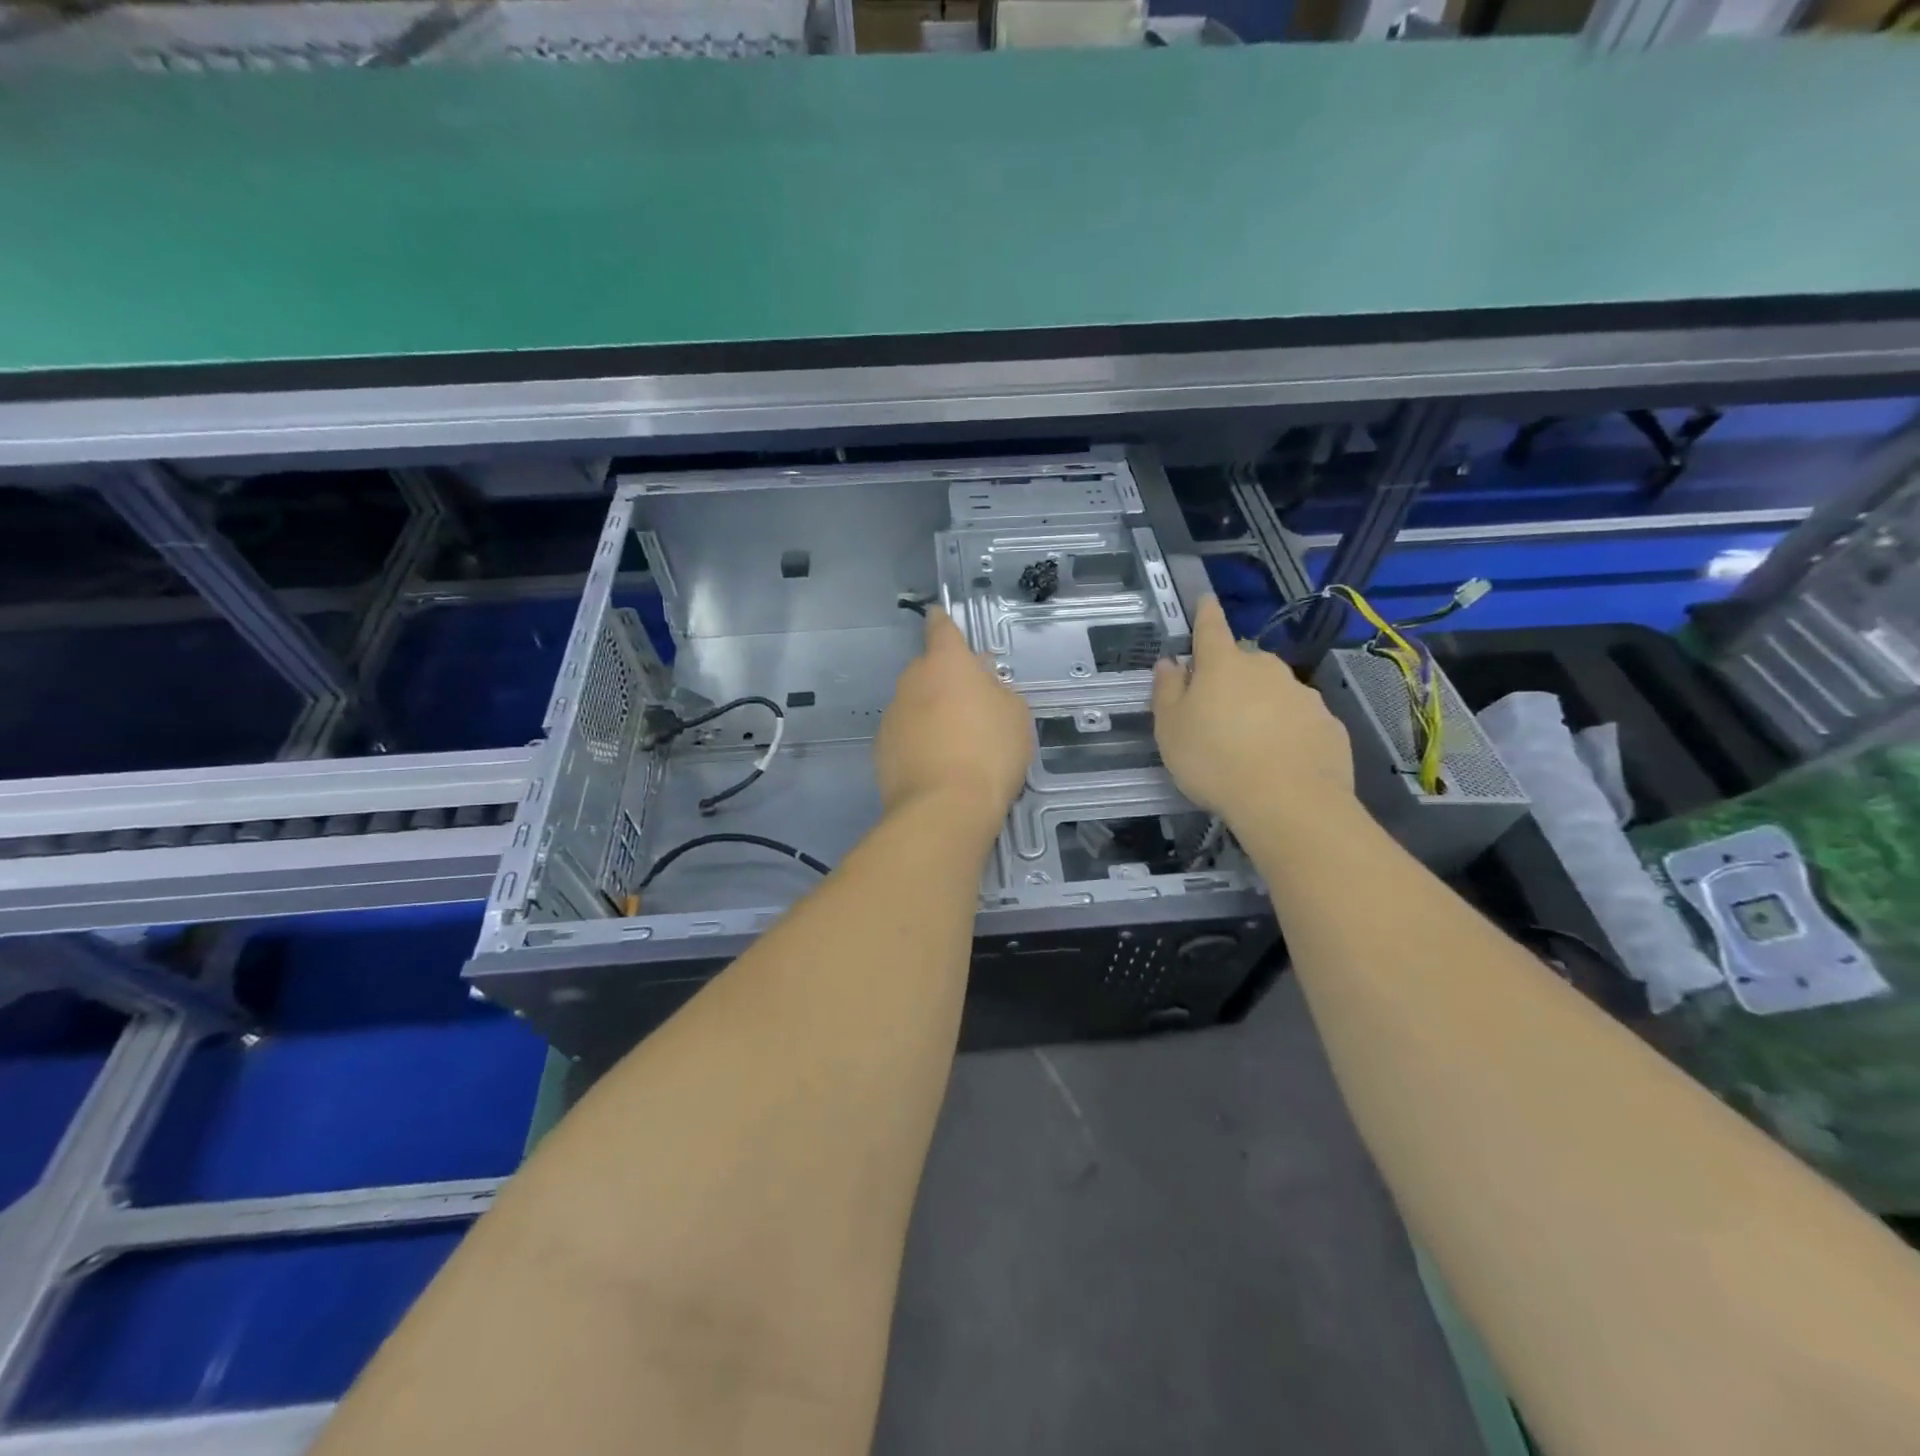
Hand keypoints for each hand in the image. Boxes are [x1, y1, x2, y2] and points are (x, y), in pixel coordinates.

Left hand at [875, 608, 1032, 834]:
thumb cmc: (989, 752)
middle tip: (970, 705)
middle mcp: (912, 681)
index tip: (936, 615)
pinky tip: (937, 766)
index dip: (941, 621)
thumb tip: (983, 686)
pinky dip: (919, 742)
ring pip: (915, 704)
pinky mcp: (881, 749)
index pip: (941, 629)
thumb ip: (998, 692)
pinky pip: (905, 735)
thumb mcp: (1015, 716)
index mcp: (947, 663)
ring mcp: (892, 715)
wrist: (944, 808)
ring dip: (931, 714)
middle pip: (928, 671)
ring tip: (956, 744)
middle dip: (944, 681)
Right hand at [1151, 596, 1353, 821]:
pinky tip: (1280, 760)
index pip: (1211, 627)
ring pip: (1274, 692)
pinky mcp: (1329, 724)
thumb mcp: (1170, 729)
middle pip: (1244, 663)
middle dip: (1231, 676)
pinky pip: (1299, 720)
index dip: (1205, 613)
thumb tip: (1169, 662)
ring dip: (1261, 706)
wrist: (1289, 802)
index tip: (1205, 600)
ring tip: (1249, 744)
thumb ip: (1167, 691)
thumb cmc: (1215, 760)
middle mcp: (1266, 669)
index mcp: (1224, 665)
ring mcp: (1302, 695)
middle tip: (1217, 710)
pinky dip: (1287, 731)